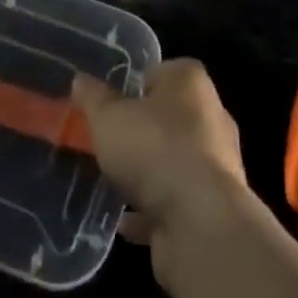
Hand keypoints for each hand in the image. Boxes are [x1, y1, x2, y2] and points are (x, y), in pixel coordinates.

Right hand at [72, 59, 250, 259]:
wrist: (202, 225)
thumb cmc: (155, 149)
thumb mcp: (109, 118)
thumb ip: (94, 99)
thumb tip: (80, 80)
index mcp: (190, 82)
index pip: (159, 73)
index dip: (132, 87)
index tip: (109, 105)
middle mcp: (210, 115)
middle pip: (168, 117)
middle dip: (141, 131)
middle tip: (109, 142)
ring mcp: (217, 164)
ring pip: (173, 160)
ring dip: (148, 172)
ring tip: (114, 181)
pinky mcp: (214, 206)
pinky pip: (176, 201)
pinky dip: (153, 209)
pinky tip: (125, 222)